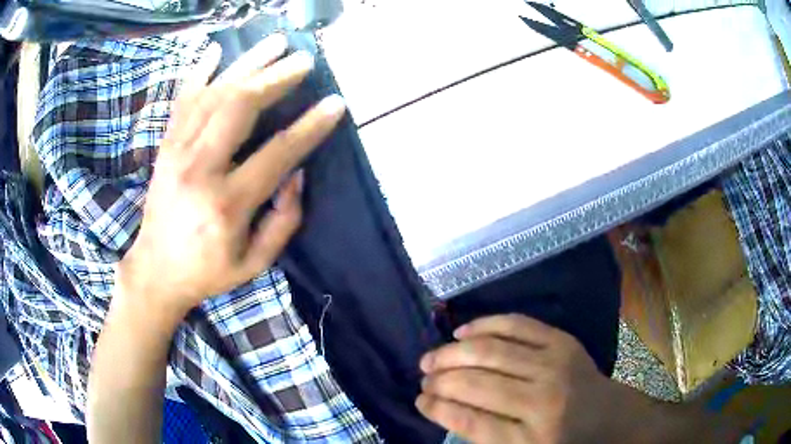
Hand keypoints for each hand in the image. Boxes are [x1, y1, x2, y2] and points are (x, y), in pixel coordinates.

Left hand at [116, 34, 346, 322]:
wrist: (156, 270)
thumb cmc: (207, 271)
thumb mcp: (255, 264)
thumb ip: (284, 222)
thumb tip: (298, 174)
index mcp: (227, 204)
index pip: (277, 153)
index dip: (310, 126)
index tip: (336, 103)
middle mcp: (199, 169)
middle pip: (240, 107)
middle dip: (277, 78)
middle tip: (305, 61)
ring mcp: (177, 152)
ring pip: (214, 94)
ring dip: (248, 63)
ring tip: (276, 42)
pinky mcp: (165, 147)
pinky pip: (183, 100)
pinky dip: (199, 72)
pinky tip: (216, 50)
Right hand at [416, 315, 617, 443]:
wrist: (606, 416)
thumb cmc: (561, 442)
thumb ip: (485, 436)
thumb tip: (444, 408)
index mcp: (530, 439)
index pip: (471, 421)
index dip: (438, 409)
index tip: (419, 401)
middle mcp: (542, 400)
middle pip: (477, 384)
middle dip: (440, 380)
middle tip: (422, 378)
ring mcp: (554, 365)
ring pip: (490, 351)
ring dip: (452, 353)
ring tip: (431, 358)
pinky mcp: (562, 341)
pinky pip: (516, 325)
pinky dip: (484, 325)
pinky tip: (461, 332)